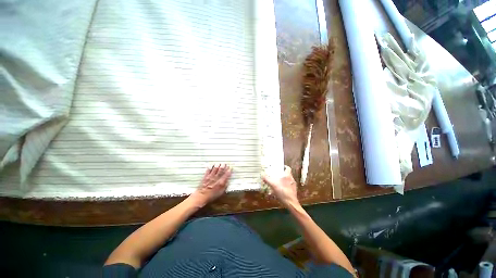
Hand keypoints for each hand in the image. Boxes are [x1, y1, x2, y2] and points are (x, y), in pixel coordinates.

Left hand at [190, 164, 231, 206]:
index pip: (226, 175)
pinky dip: (210, 167)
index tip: (231, 168)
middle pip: (220, 170)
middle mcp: (216, 179)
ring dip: (217, 166)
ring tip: (219, 163)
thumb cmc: (211, 196)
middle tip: (225, 163)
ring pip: (215, 169)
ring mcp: (210, 177)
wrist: (201, 197)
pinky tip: (211, 165)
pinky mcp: (205, 177)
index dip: (229, 171)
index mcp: (220, 183)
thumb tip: (228, 181)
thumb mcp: (221, 193)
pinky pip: (208, 170)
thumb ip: (225, 186)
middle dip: (223, 166)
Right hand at [262, 166, 298, 207]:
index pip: (288, 168)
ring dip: (283, 181)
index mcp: (288, 176)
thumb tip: (262, 175)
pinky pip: (288, 186)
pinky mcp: (293, 191)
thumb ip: (267, 179)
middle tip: (276, 175)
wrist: (291, 203)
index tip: (280, 167)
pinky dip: (284, 187)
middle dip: (282, 174)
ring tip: (277, 183)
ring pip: (288, 180)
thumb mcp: (273, 185)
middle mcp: (292, 179)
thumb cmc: (283, 192)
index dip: (284, 167)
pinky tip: (280, 190)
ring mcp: (293, 186)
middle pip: (287, 174)